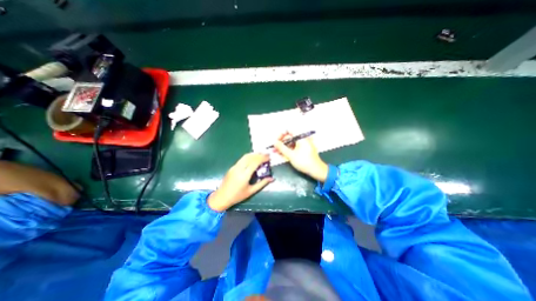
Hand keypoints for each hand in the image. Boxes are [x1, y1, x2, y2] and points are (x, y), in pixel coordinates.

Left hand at [206, 152, 272, 211]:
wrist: (222, 197)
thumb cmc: (237, 196)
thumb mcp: (251, 191)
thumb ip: (262, 183)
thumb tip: (272, 179)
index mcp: (244, 175)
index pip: (255, 162)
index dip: (263, 158)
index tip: (269, 157)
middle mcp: (239, 168)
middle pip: (250, 157)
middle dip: (259, 154)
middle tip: (266, 154)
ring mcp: (234, 167)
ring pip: (245, 156)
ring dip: (254, 154)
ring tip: (261, 154)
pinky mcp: (232, 167)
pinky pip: (242, 159)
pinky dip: (249, 157)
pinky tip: (253, 159)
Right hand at [274, 133, 328, 181]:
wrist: (316, 171)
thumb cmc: (304, 161)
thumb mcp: (291, 155)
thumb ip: (281, 148)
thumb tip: (274, 142)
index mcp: (301, 138)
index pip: (289, 130)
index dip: (281, 134)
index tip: (276, 140)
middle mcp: (302, 139)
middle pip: (289, 137)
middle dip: (281, 142)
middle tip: (274, 148)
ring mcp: (303, 145)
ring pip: (290, 144)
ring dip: (283, 147)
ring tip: (275, 152)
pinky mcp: (303, 150)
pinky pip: (294, 148)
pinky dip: (288, 150)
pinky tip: (281, 154)